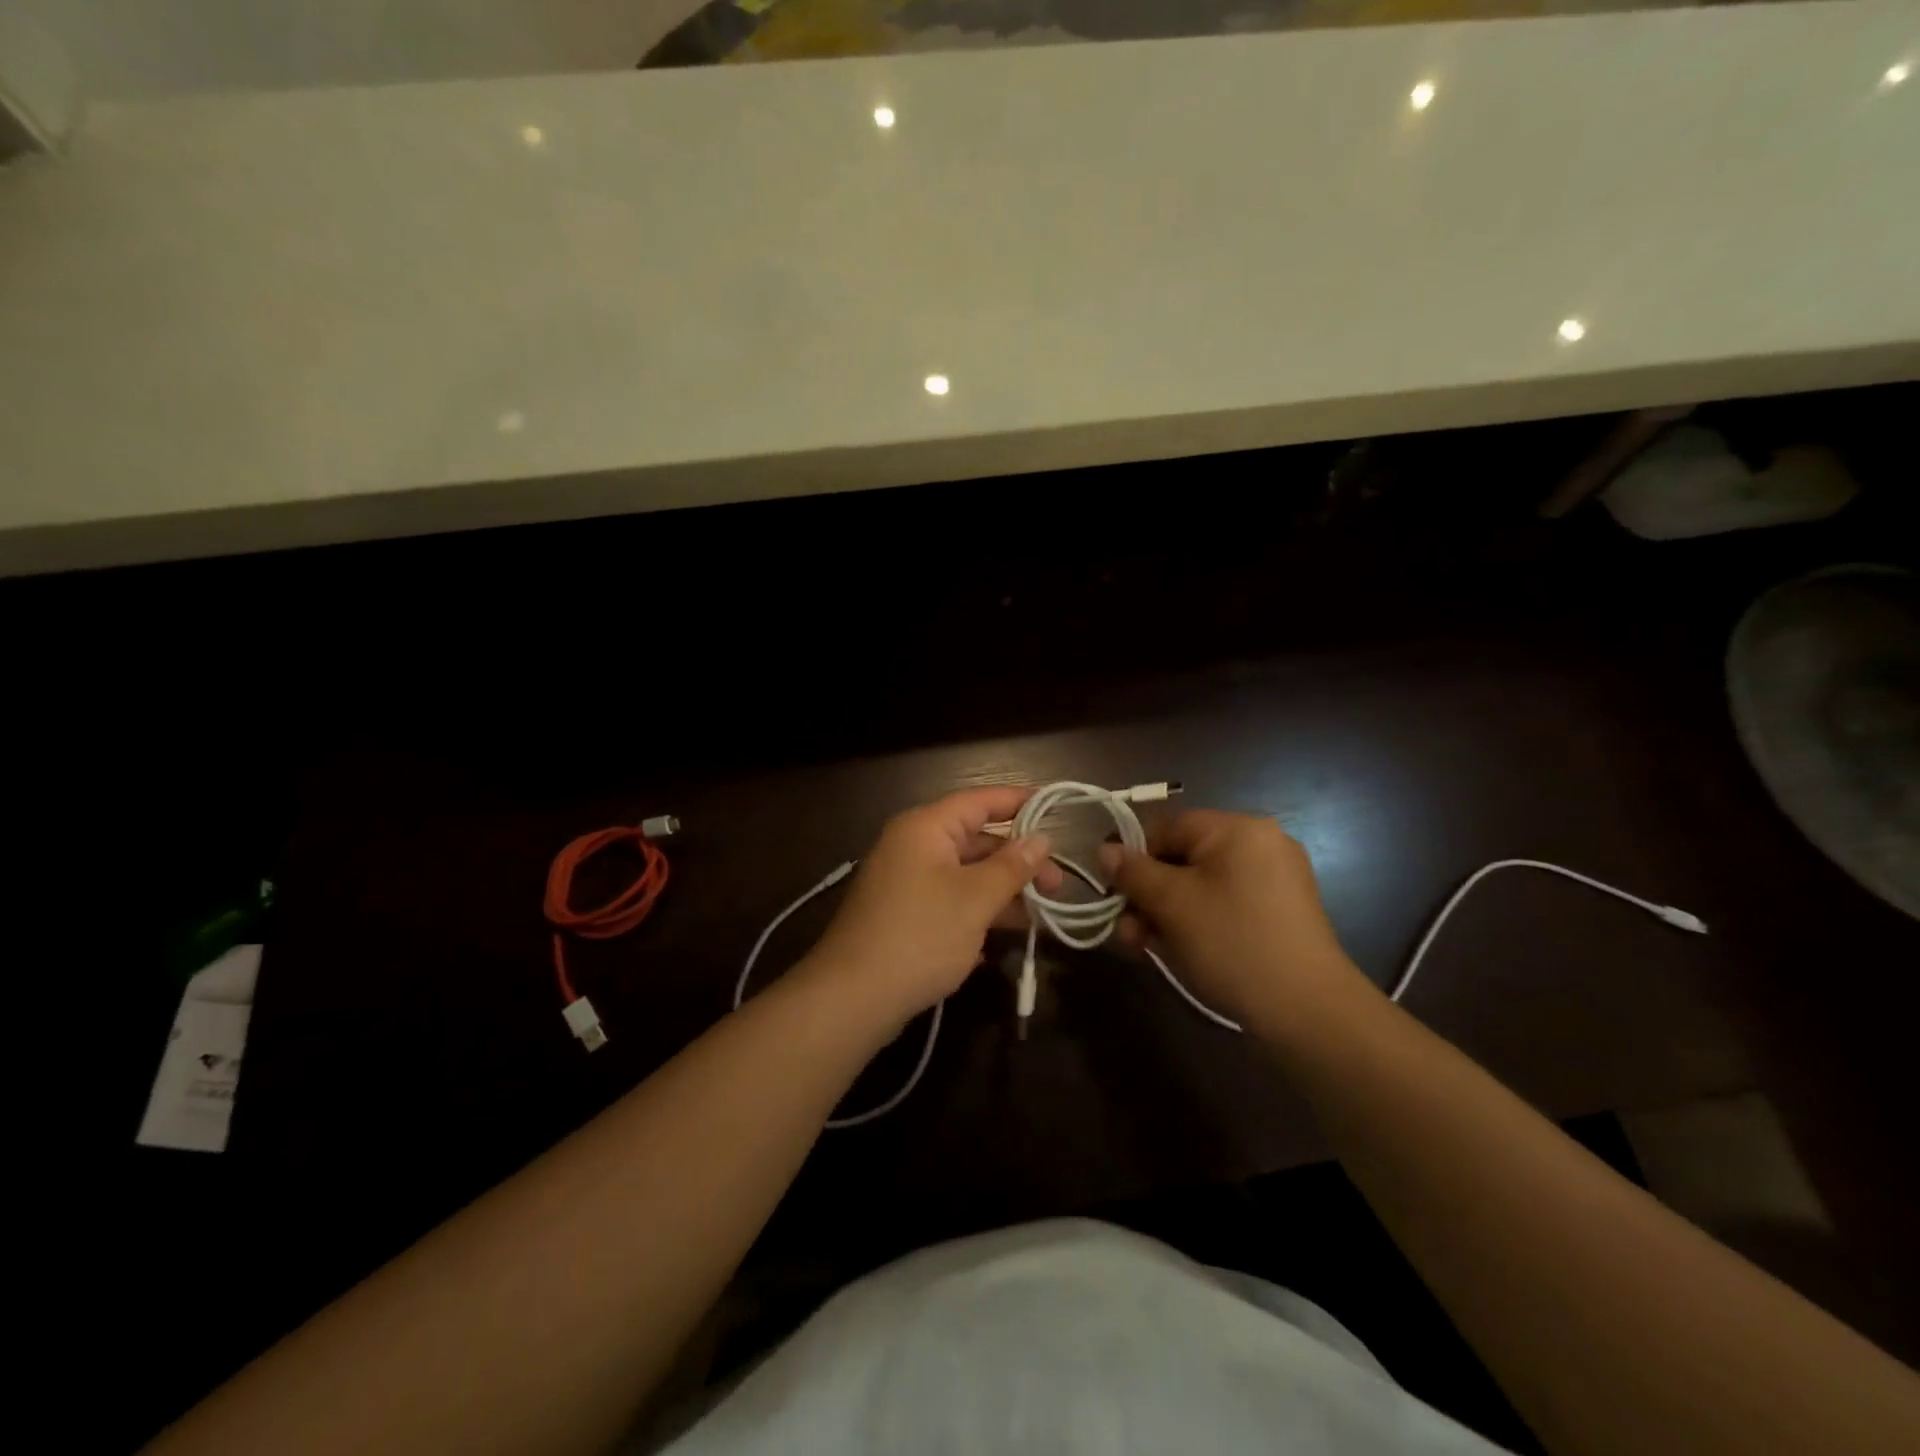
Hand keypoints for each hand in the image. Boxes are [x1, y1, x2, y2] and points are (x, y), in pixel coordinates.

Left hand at [803, 787, 1060, 1029]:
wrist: (852, 997)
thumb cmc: (920, 936)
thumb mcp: (975, 899)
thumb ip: (1012, 867)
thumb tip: (1042, 839)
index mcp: (925, 828)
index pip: (980, 801)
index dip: (1020, 802)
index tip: (1056, 808)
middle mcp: (912, 846)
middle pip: (975, 840)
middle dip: (1018, 861)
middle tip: (1057, 886)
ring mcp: (905, 881)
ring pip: (964, 874)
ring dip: (1002, 891)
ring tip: (1041, 915)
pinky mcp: (903, 914)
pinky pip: (949, 900)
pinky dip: (977, 912)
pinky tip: (1002, 937)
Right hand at [1099, 810, 1368, 1029]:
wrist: (1309, 1011)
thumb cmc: (1232, 943)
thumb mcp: (1171, 904)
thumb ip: (1133, 872)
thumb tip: (1104, 851)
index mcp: (1238, 829)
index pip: (1168, 828)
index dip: (1133, 858)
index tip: (1112, 893)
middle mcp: (1259, 844)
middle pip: (1183, 859)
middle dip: (1147, 895)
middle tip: (1126, 932)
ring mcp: (1274, 880)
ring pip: (1201, 886)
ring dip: (1166, 913)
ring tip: (1143, 948)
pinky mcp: (1280, 913)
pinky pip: (1224, 905)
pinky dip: (1197, 922)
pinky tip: (1177, 951)